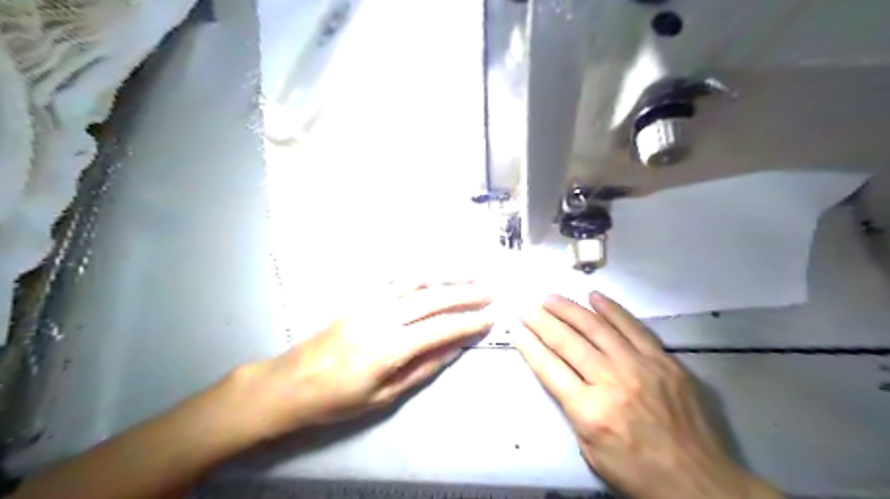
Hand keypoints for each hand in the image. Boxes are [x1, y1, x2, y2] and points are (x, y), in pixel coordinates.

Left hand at [243, 281, 494, 435]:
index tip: (489, 319)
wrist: (291, 381)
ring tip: (469, 274)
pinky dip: (421, 273)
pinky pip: (396, 278)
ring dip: (445, 276)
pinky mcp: (360, 296)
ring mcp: (369, 302)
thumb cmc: (337, 398)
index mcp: (388, 348)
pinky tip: (434, 272)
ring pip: (415, 281)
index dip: (467, 323)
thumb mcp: (383, 396)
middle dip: (464, 294)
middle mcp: (381, 317)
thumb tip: (453, 349)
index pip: (439, 329)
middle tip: (488, 293)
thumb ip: (421, 369)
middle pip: (431, 299)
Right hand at [512, 292, 780, 497]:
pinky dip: (612, 310)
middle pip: (568, 341)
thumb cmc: (637, 471)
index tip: (516, 328)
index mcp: (590, 410)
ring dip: (570, 309)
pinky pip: (633, 327)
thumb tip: (560, 375)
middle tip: (527, 306)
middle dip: (542, 321)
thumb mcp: (590, 450)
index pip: (549, 368)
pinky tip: (594, 296)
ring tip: (551, 297)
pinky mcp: (663, 360)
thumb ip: (573, 409)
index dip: (528, 345)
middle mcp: (611, 381)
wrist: (698, 480)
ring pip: (596, 328)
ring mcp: (640, 366)